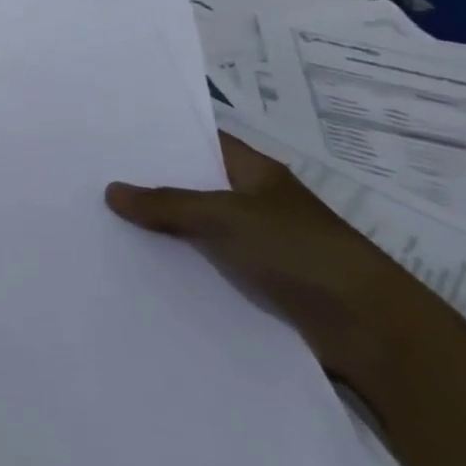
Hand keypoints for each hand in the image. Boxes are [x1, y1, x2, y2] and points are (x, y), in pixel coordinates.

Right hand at [105, 132, 429, 384]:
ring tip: (101, 219)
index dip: (163, 134)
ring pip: (196, 228)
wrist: (372, 333)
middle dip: (150, 183)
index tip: (114, 132)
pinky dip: (177, 264)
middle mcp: (255, 203)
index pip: (203, 140)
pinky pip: (205, 265)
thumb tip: (110, 190)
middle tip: (93, 175)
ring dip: (160, 228)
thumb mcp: (226, 217)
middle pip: (194, 184)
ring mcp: (257, 244)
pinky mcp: (257, 283)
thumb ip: (167, 203)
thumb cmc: (302, 252)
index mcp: (256, 173)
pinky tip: (136, 264)